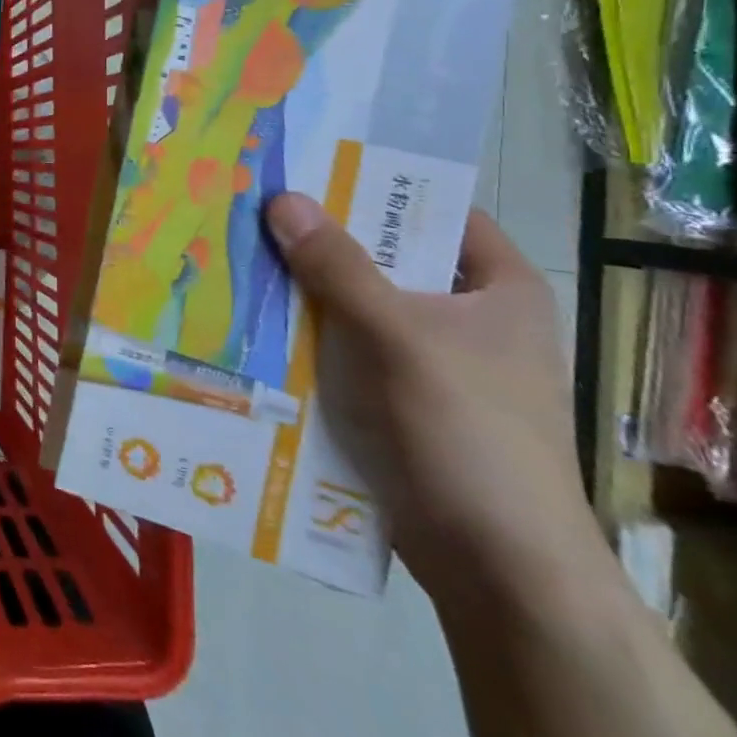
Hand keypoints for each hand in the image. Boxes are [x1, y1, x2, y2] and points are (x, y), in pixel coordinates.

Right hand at [265, 193, 606, 612]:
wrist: (498, 568)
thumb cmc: (468, 432)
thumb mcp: (398, 336)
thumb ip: (338, 266)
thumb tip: (281, 197)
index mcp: (497, 288)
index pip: (432, 211)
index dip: (372, 185)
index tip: (305, 167)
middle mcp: (466, 316)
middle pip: (384, 257)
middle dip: (320, 239)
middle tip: (252, 208)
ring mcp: (430, 362)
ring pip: (356, 305)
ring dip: (305, 289)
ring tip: (238, 255)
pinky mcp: (398, 401)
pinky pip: (344, 349)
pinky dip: (306, 335)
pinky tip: (253, 320)